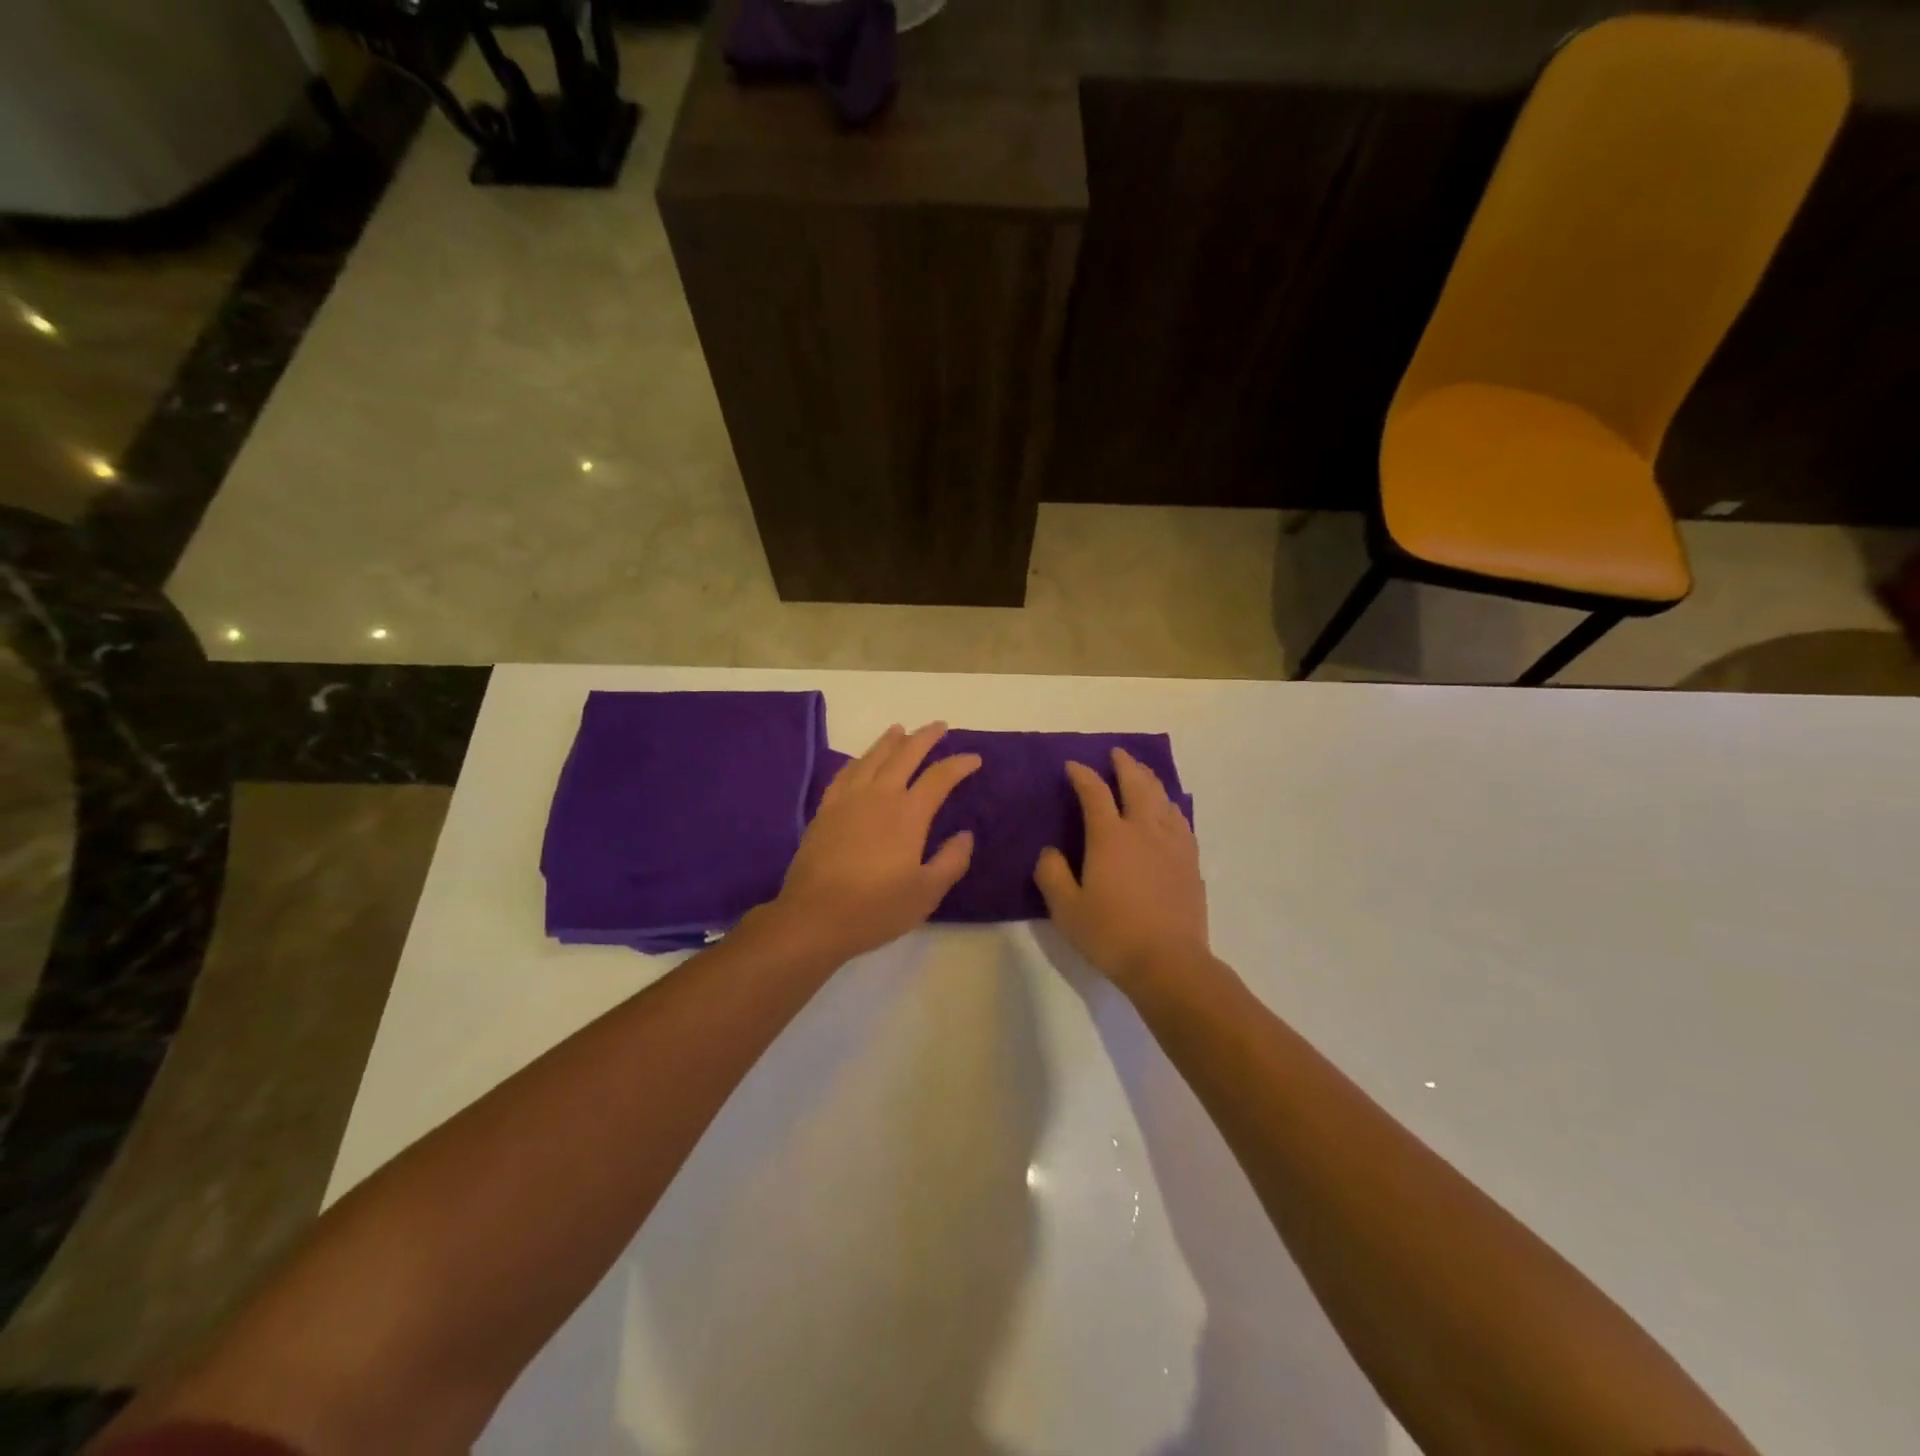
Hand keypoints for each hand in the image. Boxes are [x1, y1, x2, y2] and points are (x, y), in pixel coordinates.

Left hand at [768, 722, 981, 962]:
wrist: (813, 917)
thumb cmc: (875, 909)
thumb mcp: (926, 893)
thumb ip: (951, 861)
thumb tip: (965, 835)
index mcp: (908, 814)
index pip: (939, 777)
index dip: (959, 764)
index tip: (974, 758)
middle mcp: (879, 796)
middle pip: (905, 754)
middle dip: (925, 737)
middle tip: (940, 726)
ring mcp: (848, 800)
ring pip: (872, 757)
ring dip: (890, 741)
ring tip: (901, 730)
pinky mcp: (825, 810)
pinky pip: (845, 773)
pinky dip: (858, 760)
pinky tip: (861, 760)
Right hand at [1034, 747, 1209, 993]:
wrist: (1168, 962)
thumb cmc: (1111, 934)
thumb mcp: (1066, 909)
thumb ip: (1052, 874)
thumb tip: (1050, 851)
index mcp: (1110, 837)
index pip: (1094, 793)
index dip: (1082, 775)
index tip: (1073, 765)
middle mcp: (1143, 830)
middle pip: (1136, 784)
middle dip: (1124, 764)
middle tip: (1116, 753)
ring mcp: (1172, 844)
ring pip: (1163, 798)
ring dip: (1150, 780)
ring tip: (1142, 773)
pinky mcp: (1190, 861)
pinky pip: (1181, 820)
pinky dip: (1170, 805)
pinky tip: (1169, 810)